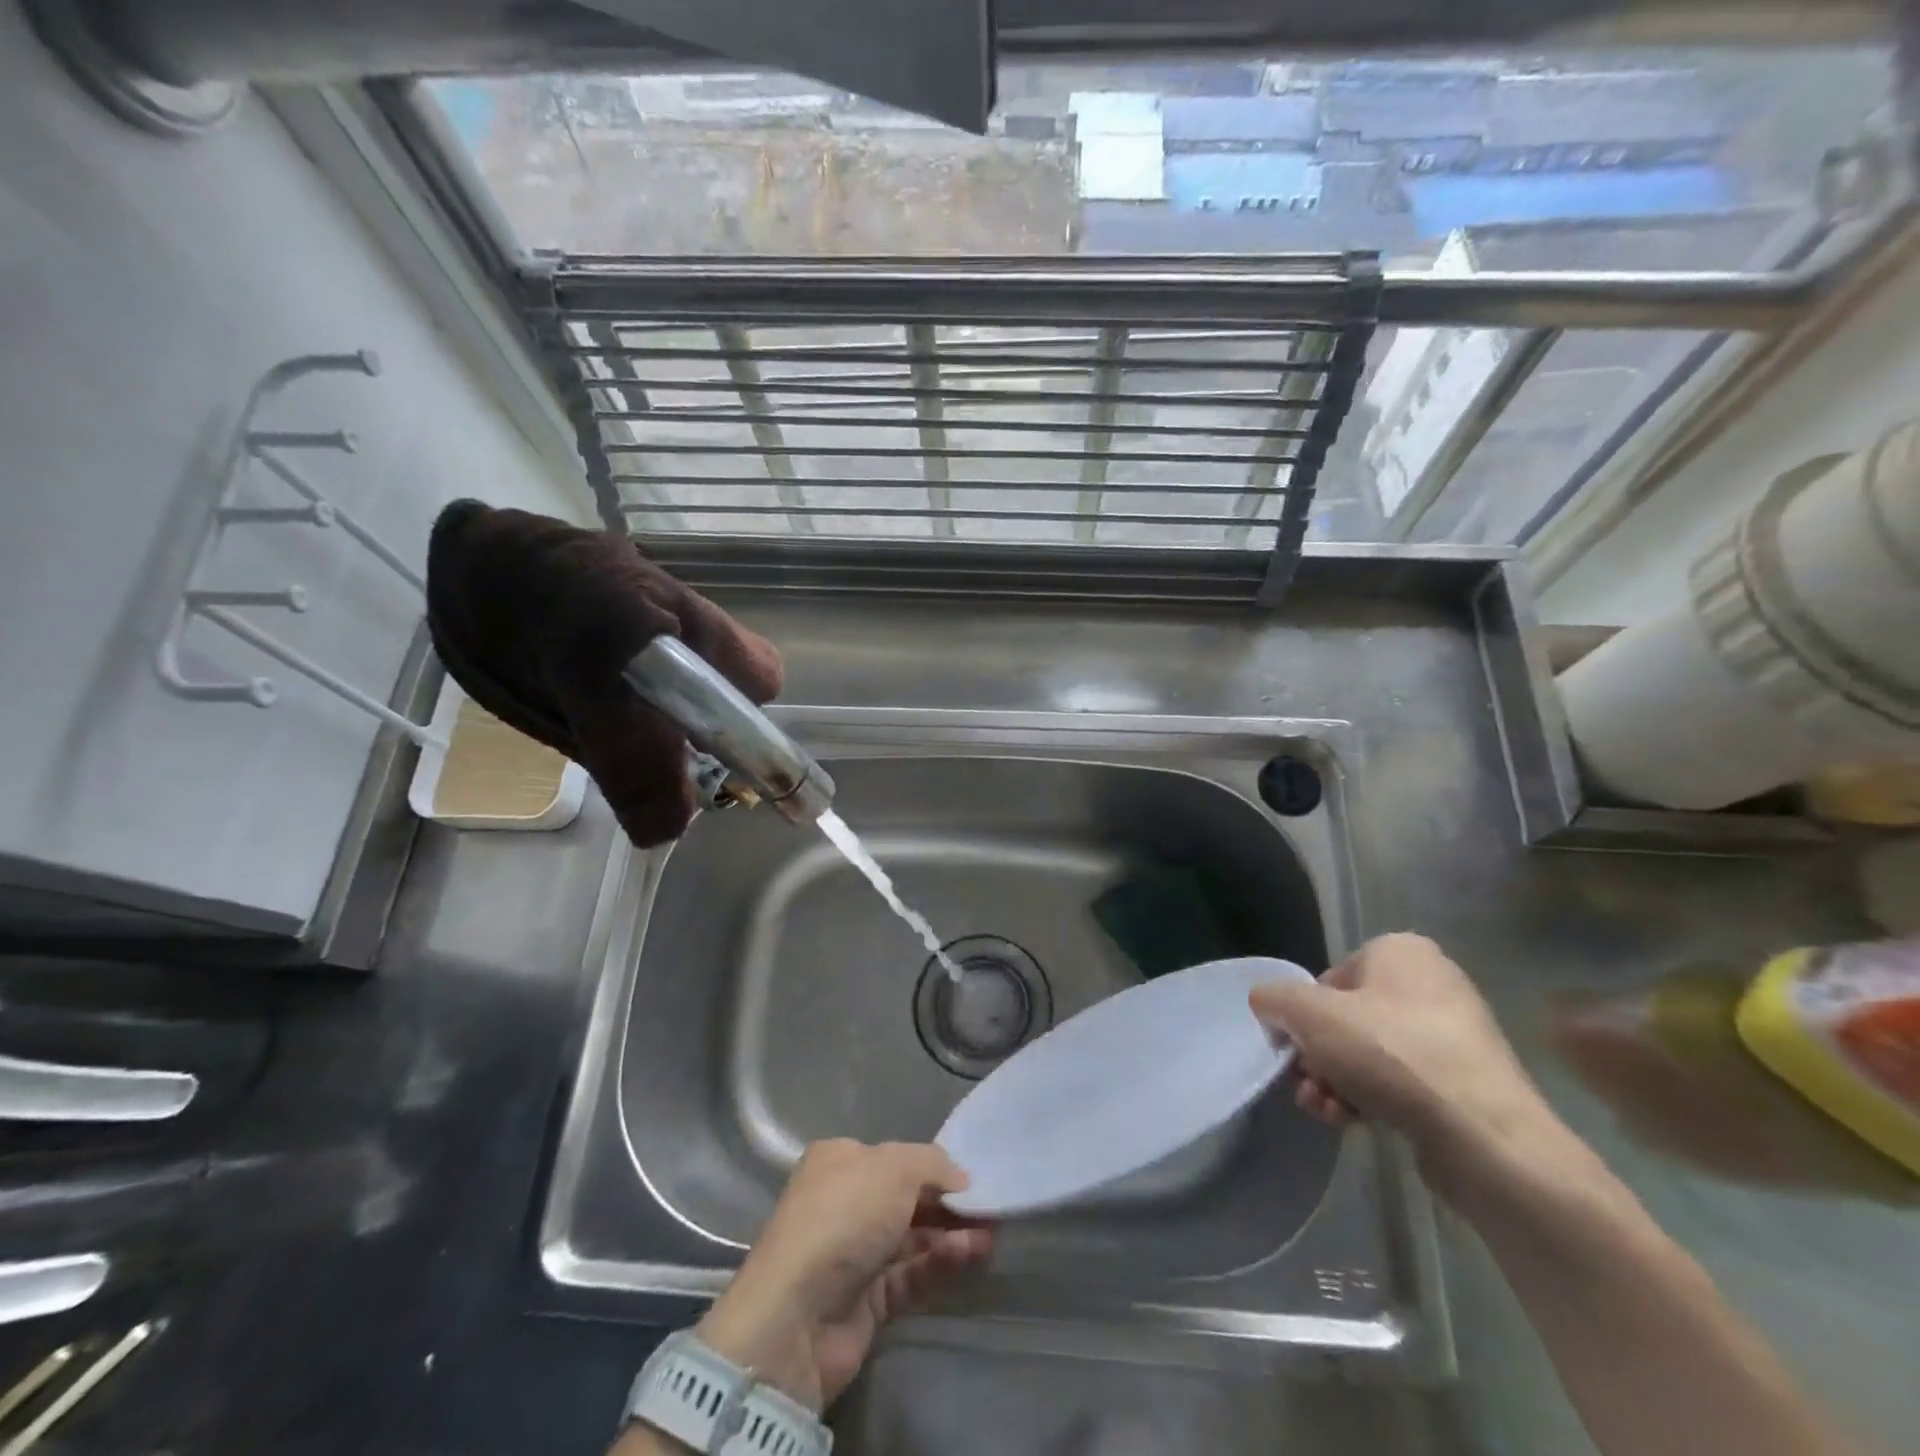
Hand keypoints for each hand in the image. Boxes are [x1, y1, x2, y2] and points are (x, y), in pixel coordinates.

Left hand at [696, 1140, 991, 1412]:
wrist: (797, 1315)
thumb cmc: (844, 1217)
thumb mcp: (894, 1168)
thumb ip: (933, 1164)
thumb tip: (960, 1179)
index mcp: (839, 1161)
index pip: (894, 1157)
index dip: (932, 1166)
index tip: (970, 1177)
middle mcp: (844, 1201)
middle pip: (906, 1197)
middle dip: (947, 1203)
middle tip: (989, 1208)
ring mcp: (854, 1252)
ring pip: (912, 1237)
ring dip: (950, 1234)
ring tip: (989, 1235)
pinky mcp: (866, 1298)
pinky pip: (910, 1273)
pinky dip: (939, 1263)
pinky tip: (970, 1255)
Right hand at [1249, 934, 1560, 1193]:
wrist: (1485, 1137)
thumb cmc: (1391, 1053)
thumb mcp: (1309, 1014)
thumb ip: (1274, 999)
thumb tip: (1267, 1005)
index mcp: (1400, 952)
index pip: (1328, 979)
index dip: (1302, 1015)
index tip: (1293, 1048)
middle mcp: (1432, 985)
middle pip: (1346, 1019)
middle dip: (1317, 1056)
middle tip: (1304, 1084)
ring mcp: (1454, 1037)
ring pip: (1369, 1054)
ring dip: (1335, 1081)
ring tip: (1324, 1110)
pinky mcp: (1466, 1084)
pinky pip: (1401, 1082)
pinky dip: (1370, 1098)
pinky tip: (1351, 1122)